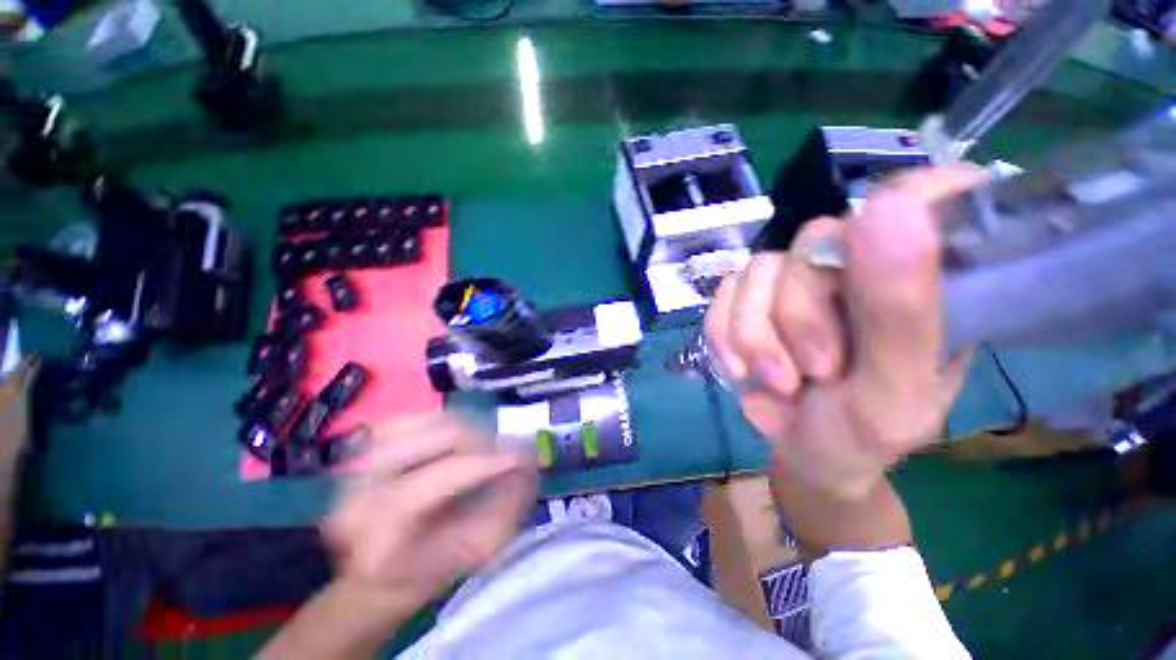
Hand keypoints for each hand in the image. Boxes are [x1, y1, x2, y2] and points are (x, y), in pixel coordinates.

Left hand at [322, 416, 536, 608]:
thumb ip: (507, 508)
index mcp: (382, 533)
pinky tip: (458, 437)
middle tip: (511, 448)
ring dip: (470, 427)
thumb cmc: (429, 568)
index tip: (529, 454)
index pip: (443, 477)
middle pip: (438, 436)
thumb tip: (530, 464)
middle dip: (487, 438)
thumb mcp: (473, 552)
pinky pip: (418, 417)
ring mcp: (358, 463)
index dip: (491, 460)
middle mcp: (362, 488)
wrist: (374, 573)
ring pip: (431, 420)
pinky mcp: (365, 446)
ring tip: (488, 445)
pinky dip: (446, 421)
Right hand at [705, 166, 984, 496]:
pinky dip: (725, 335)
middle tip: (813, 370)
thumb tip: (889, 206)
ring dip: (755, 334)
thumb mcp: (894, 389)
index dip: (907, 204)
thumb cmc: (863, 433)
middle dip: (797, 315)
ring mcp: (797, 280)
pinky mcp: (751, 297)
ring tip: (776, 380)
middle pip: (813, 242)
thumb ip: (900, 311)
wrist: (803, 452)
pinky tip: (741, 368)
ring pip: (757, 269)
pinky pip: (724, 293)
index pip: (931, 195)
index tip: (877, 262)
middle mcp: (859, 266)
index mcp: (925, 280)